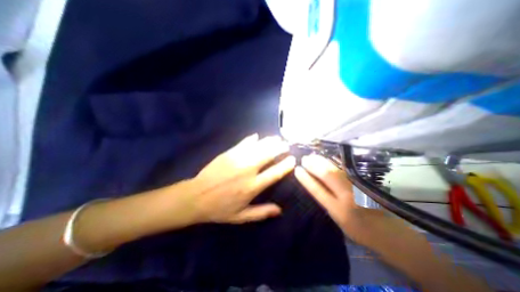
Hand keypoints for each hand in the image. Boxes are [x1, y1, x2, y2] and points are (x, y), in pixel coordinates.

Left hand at [191, 134, 295, 222]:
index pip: (274, 173)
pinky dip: (252, 139)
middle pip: (268, 155)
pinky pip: (243, 144)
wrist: (195, 197)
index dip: (285, 165)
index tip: (293, 159)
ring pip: (258, 147)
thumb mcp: (241, 217)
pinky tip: (257, 136)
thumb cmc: (219, 209)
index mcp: (252, 187)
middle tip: (286, 145)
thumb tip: (280, 210)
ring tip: (276, 138)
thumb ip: (261, 213)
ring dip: (269, 141)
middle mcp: (247, 170)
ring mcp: (237, 160)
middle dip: (279, 148)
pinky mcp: (228, 154)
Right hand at [292, 155, 361, 232]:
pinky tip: (326, 160)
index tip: (297, 170)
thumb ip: (327, 202)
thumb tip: (316, 185)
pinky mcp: (361, 182)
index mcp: (339, 210)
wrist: (388, 232)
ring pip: (335, 170)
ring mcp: (356, 187)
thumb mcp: (338, 220)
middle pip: (327, 176)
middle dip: (314, 165)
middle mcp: (347, 196)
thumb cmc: (359, 230)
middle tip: (304, 158)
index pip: (318, 191)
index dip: (306, 179)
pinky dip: (331, 163)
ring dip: (322, 162)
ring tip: (312, 156)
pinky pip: (342, 170)